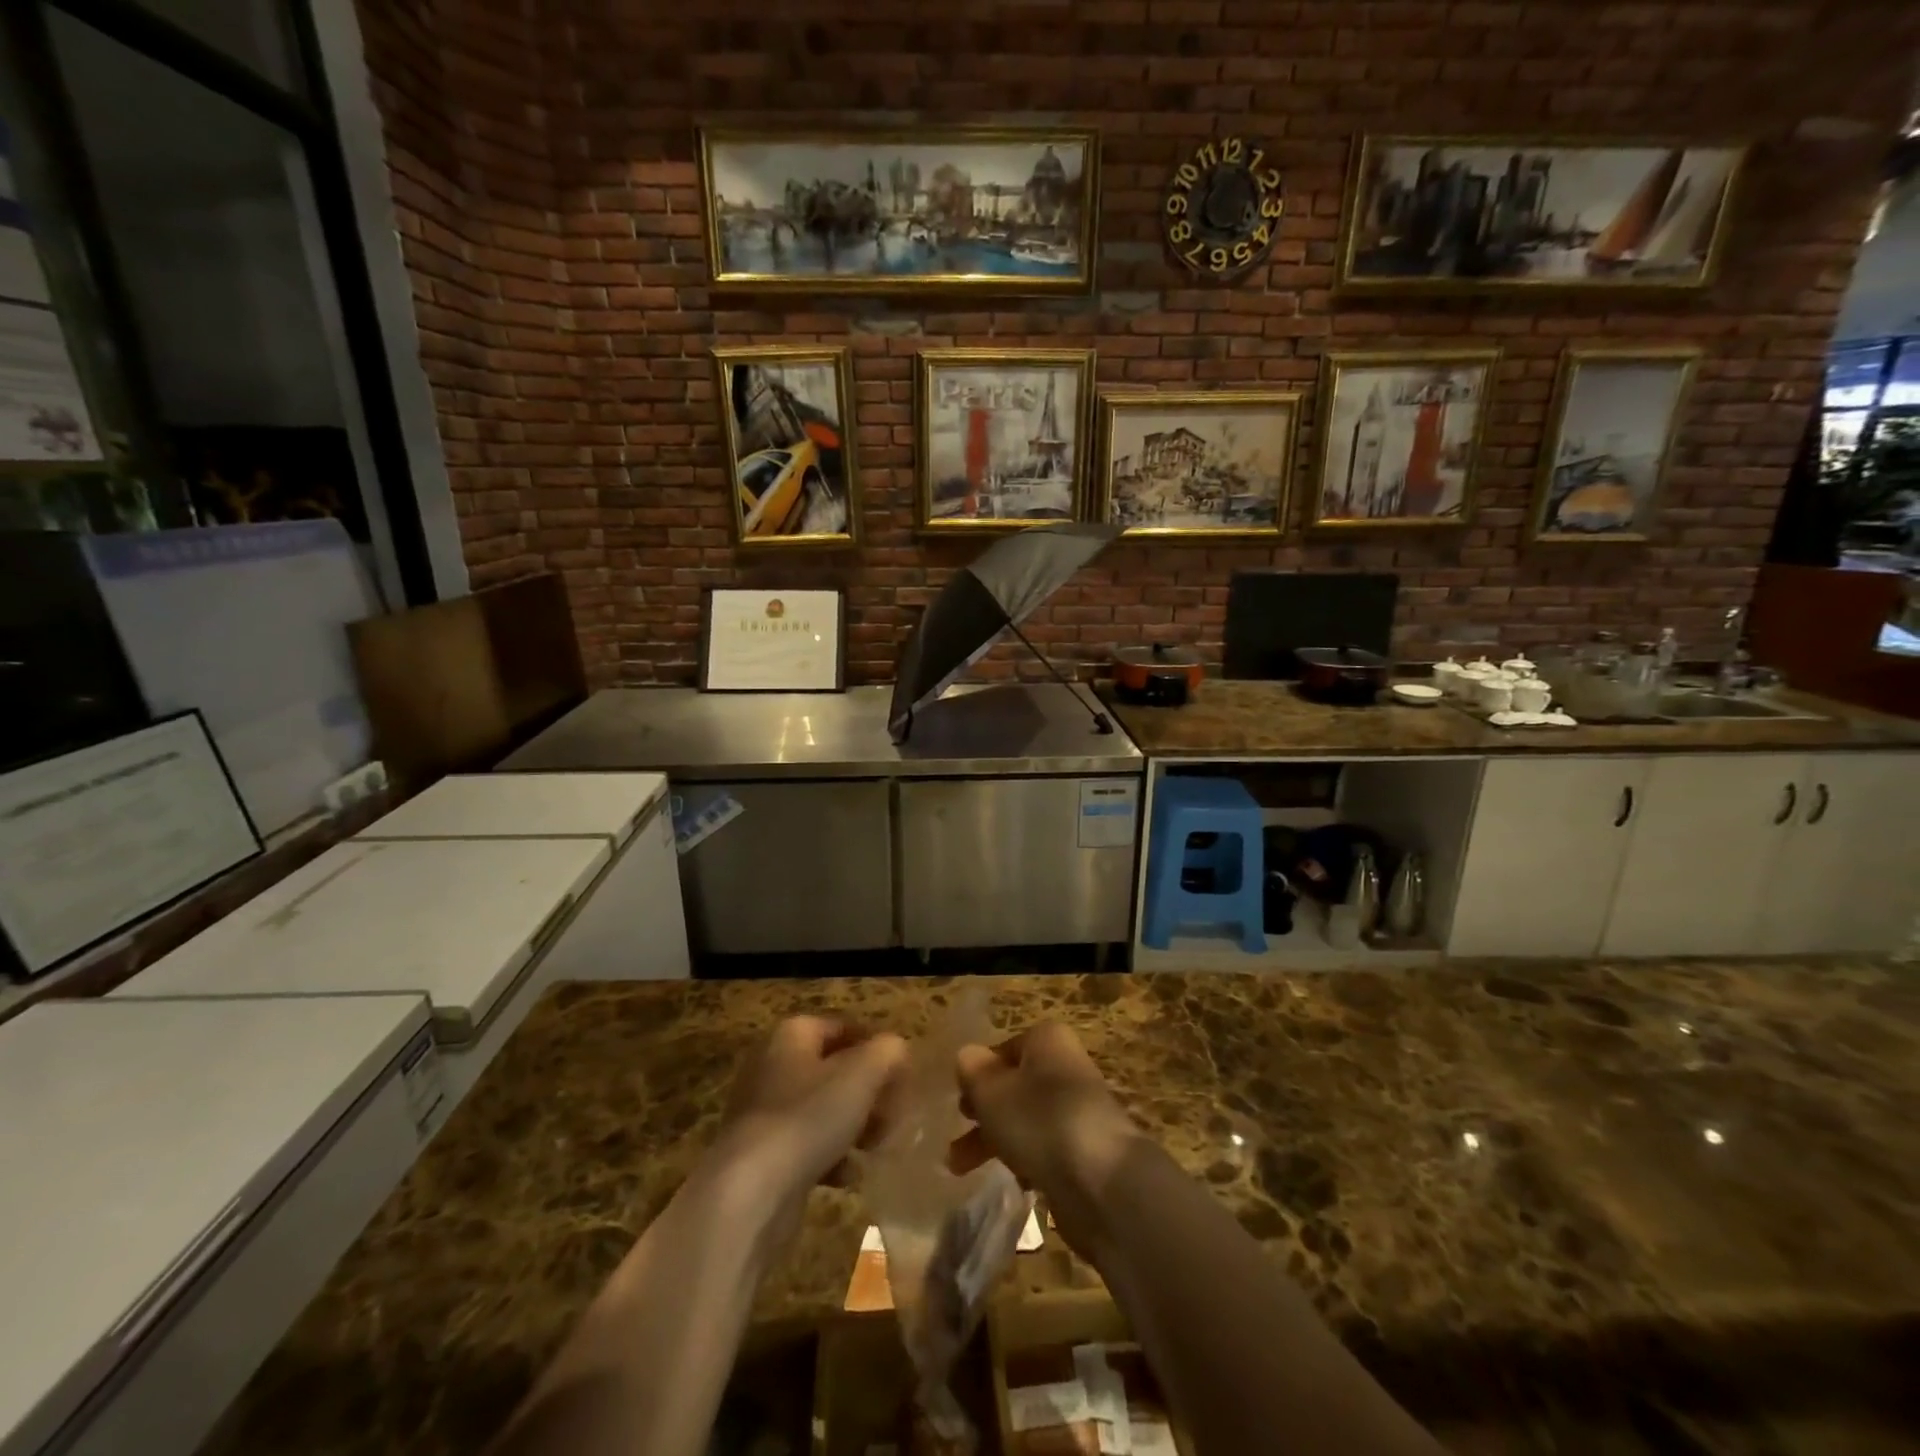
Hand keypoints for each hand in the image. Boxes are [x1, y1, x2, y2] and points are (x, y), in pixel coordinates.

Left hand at [716, 1015, 906, 1211]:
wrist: (749, 1193)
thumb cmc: (809, 1118)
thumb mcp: (861, 1074)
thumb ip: (887, 1052)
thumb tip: (896, 1050)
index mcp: (792, 1034)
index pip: (844, 1027)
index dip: (876, 1047)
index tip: (902, 1076)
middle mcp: (772, 1064)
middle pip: (834, 1070)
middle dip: (868, 1092)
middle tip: (894, 1115)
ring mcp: (762, 1111)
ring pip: (822, 1109)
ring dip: (854, 1126)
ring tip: (877, 1146)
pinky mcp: (760, 1154)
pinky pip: (806, 1145)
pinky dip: (831, 1157)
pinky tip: (849, 1176)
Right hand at [951, 1022, 1148, 1259]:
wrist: (1102, 1182)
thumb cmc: (1040, 1121)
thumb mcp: (992, 1091)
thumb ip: (973, 1071)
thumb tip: (968, 1056)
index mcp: (1046, 1041)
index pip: (1004, 1050)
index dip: (979, 1074)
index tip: (959, 1102)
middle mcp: (1065, 1067)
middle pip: (1014, 1086)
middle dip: (982, 1113)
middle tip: (956, 1136)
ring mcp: (1078, 1109)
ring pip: (1026, 1119)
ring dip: (995, 1141)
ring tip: (961, 1168)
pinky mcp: (1085, 1150)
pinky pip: (1046, 1148)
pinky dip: (1026, 1161)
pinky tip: (1015, 1181)